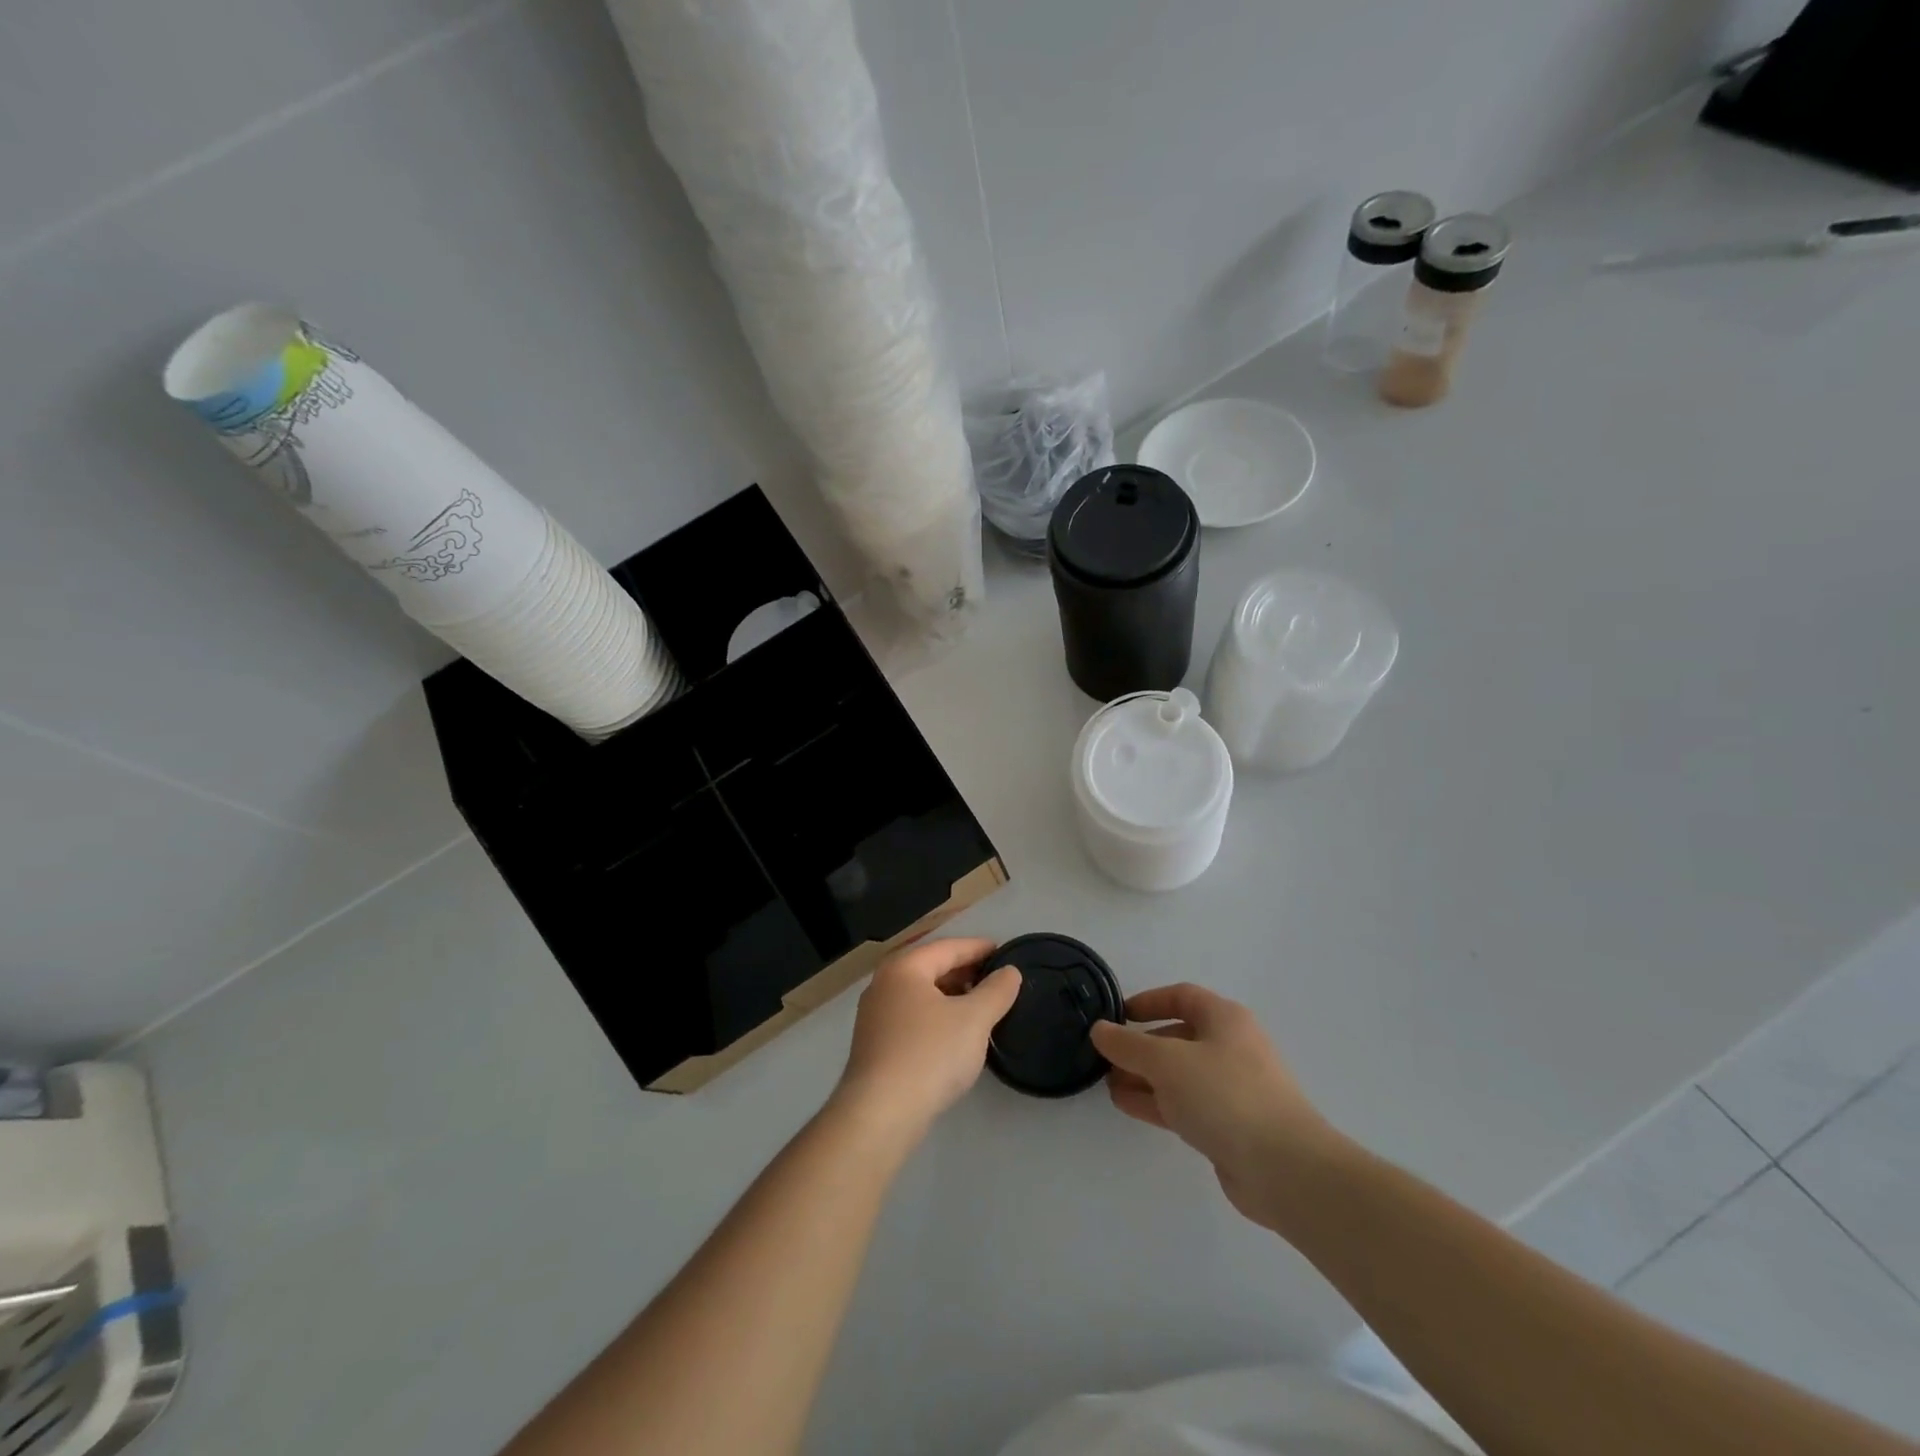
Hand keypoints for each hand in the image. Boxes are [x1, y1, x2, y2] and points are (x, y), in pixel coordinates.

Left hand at [833, 937, 1021, 1142]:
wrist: (880, 1113)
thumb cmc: (929, 1054)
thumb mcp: (974, 1020)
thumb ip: (996, 991)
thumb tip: (1010, 972)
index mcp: (904, 968)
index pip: (948, 947)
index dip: (978, 948)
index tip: (1004, 952)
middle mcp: (884, 984)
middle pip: (931, 968)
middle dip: (965, 971)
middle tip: (996, 980)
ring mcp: (875, 1015)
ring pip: (921, 994)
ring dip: (951, 996)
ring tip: (980, 1006)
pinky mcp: (875, 1045)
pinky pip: (912, 1017)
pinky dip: (936, 1016)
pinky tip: (955, 1034)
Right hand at [1089, 984, 1336, 1225]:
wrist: (1284, 1168)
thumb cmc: (1225, 1095)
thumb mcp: (1166, 1061)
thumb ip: (1128, 1044)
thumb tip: (1099, 1030)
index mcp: (1225, 1019)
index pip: (1181, 996)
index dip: (1147, 1001)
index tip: (1116, 1016)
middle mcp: (1232, 1047)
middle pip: (1178, 1036)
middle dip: (1140, 1046)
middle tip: (1105, 1057)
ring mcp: (1233, 1089)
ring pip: (1180, 1074)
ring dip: (1144, 1076)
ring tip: (1107, 1084)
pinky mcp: (1231, 1126)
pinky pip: (1187, 1104)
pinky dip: (1157, 1101)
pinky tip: (1127, 1105)